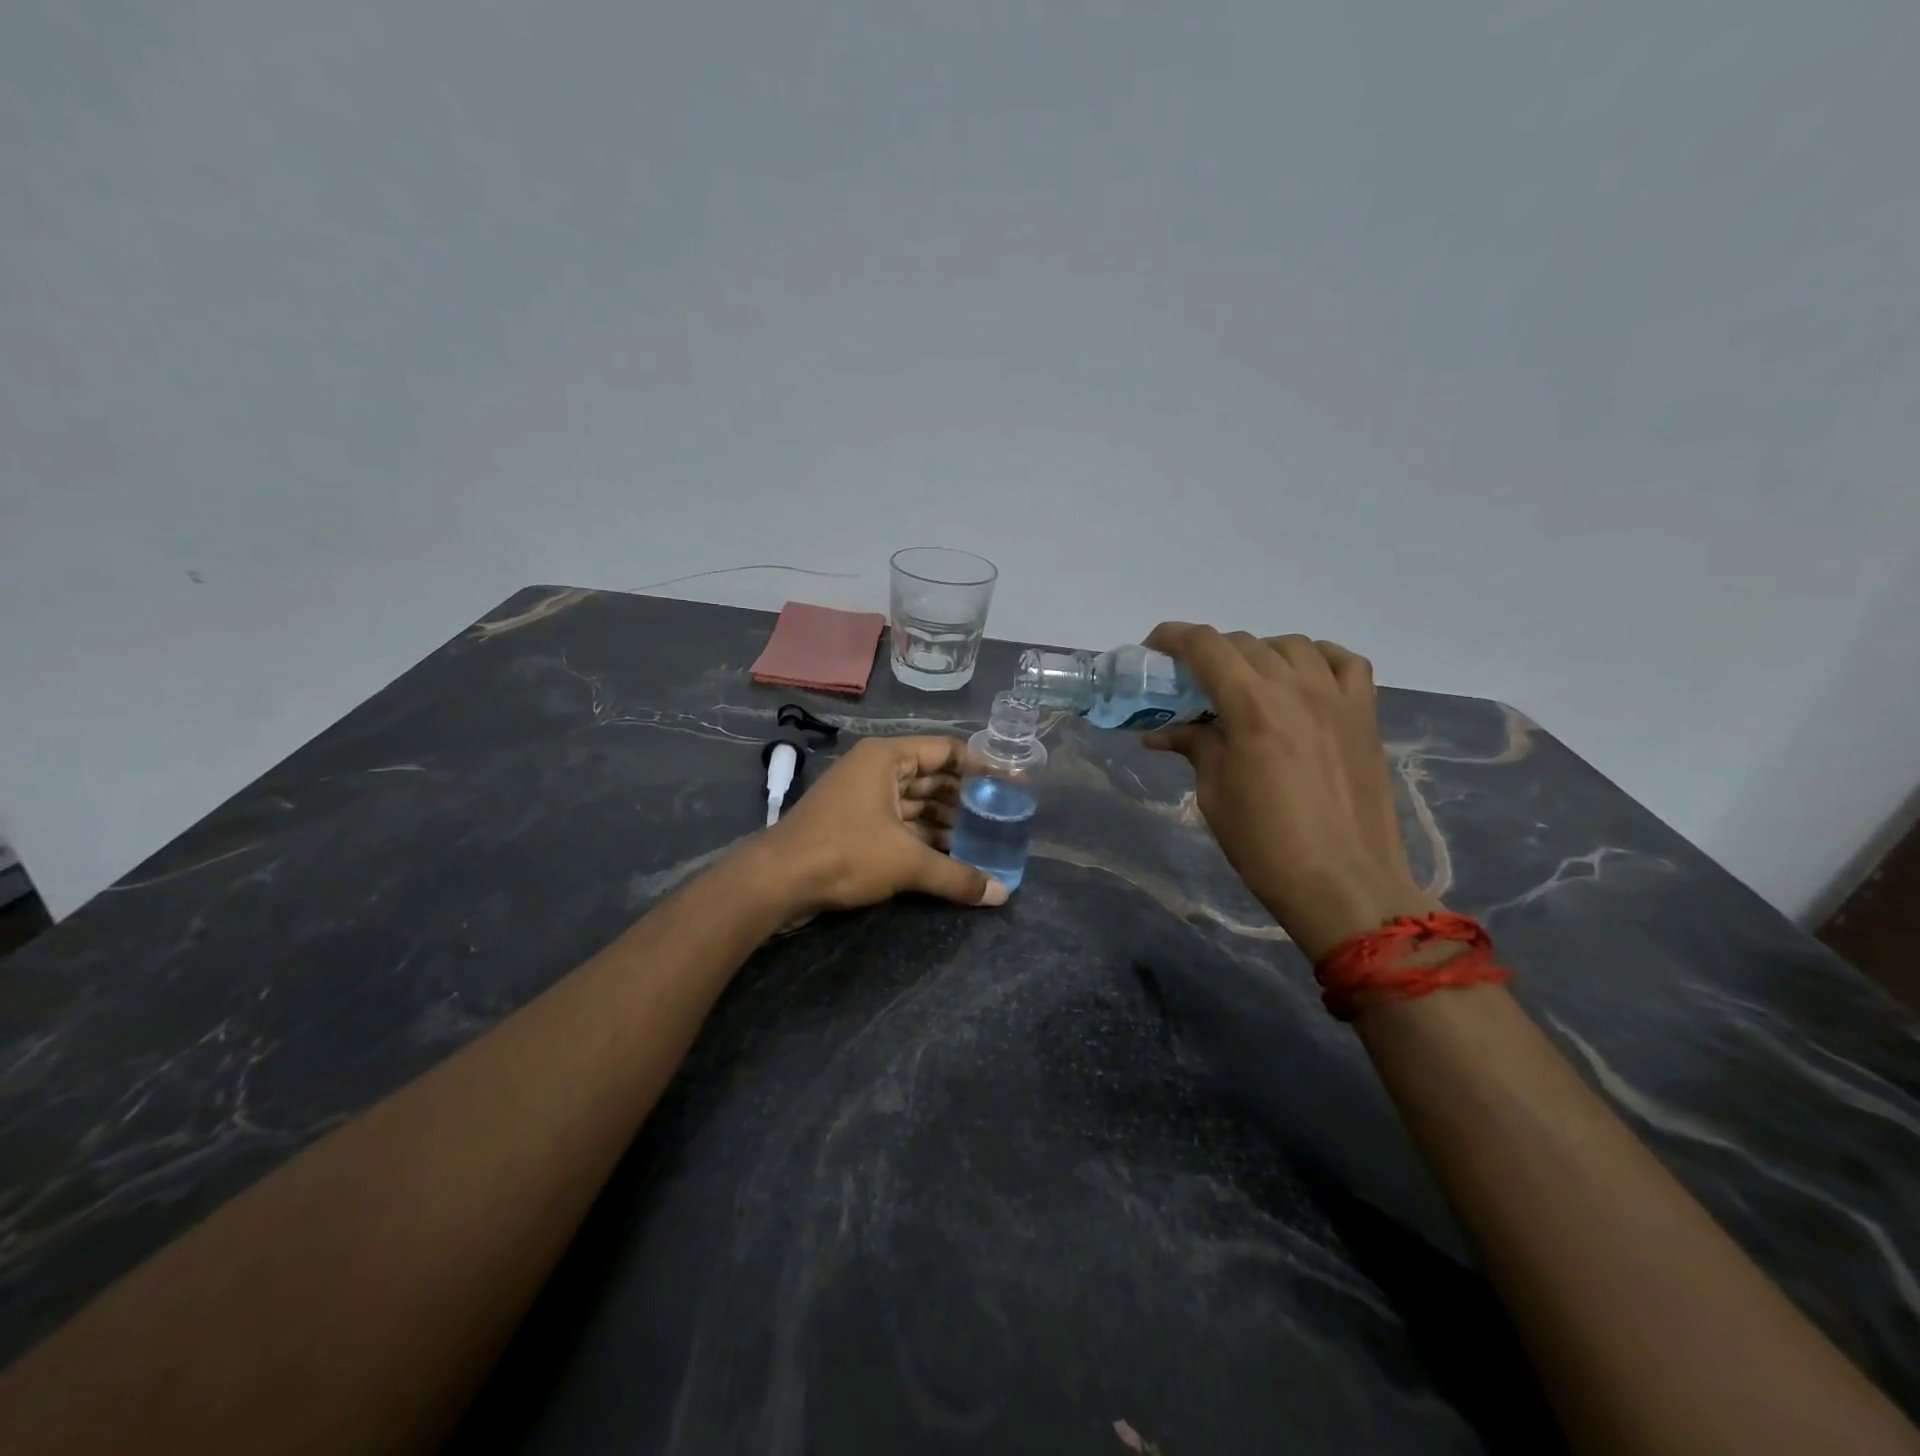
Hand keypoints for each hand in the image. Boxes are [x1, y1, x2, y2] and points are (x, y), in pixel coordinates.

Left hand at [759, 735, 1009, 913]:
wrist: (777, 881)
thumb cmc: (845, 853)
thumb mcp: (907, 863)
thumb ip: (957, 876)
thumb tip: (1002, 895)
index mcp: (887, 758)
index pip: (947, 750)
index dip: (980, 766)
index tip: (1010, 785)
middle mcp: (876, 770)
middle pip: (933, 777)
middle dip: (965, 799)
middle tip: (1001, 818)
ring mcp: (863, 797)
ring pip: (916, 803)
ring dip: (946, 822)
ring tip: (983, 842)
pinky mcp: (854, 824)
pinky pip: (900, 822)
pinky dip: (924, 836)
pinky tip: (950, 856)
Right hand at [1142, 624, 1436, 960]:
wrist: (1345, 885)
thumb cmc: (1266, 846)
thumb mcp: (1215, 796)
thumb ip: (1195, 748)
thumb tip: (1162, 732)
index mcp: (1253, 707)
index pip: (1206, 647)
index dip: (1173, 638)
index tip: (1153, 650)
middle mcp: (1297, 689)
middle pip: (1245, 643)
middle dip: (1209, 655)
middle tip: (1191, 685)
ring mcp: (1338, 698)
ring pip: (1292, 646)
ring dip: (1259, 654)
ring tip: (1245, 684)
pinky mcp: (1366, 715)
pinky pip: (1344, 662)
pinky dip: (1317, 659)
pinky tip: (1302, 679)